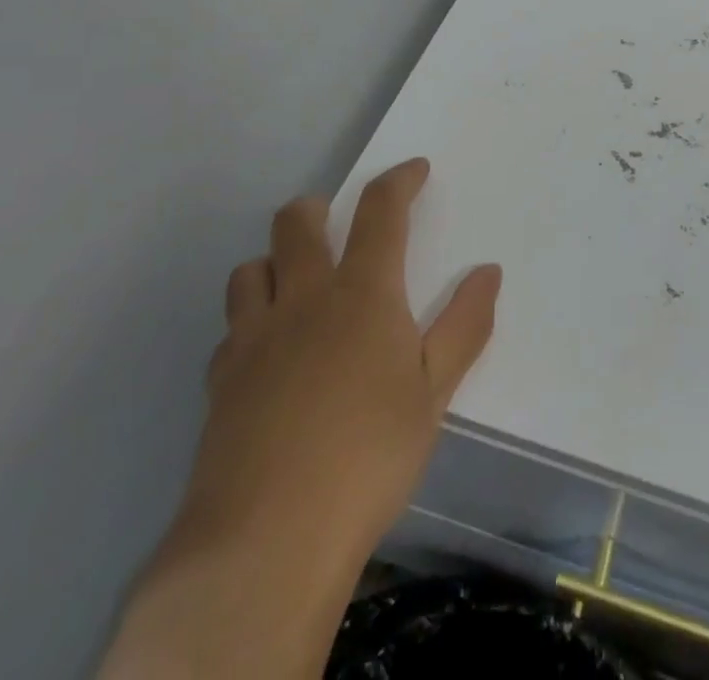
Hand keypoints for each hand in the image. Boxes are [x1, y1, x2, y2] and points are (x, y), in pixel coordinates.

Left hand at [103, 158, 499, 679]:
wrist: (266, 540)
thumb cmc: (369, 456)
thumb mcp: (434, 394)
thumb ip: (464, 326)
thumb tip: (488, 271)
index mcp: (363, 293)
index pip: (381, 211)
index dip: (399, 180)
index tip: (415, 169)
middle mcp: (304, 299)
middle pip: (298, 223)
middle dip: (319, 207)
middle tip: (337, 219)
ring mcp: (254, 337)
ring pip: (251, 268)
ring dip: (274, 261)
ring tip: (296, 281)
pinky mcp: (220, 381)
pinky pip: (231, 328)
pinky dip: (250, 322)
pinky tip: (266, 353)